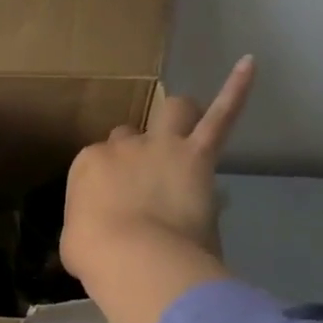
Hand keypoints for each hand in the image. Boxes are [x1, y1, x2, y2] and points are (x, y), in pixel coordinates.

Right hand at [60, 56, 255, 322]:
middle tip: (143, 181)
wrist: (136, 258)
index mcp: (88, 165)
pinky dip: (236, 90)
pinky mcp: (198, 155)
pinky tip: (249, 64)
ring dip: (178, 115)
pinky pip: (222, 116)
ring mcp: (162, 146)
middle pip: (129, 137)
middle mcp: (124, 147)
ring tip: (184, 125)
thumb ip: (85, 227)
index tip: (112, 204)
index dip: (107, 181)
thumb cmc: (97, 256)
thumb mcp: (74, 244)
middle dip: (135, 152)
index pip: (97, 163)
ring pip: (174, 110)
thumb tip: (94, 232)